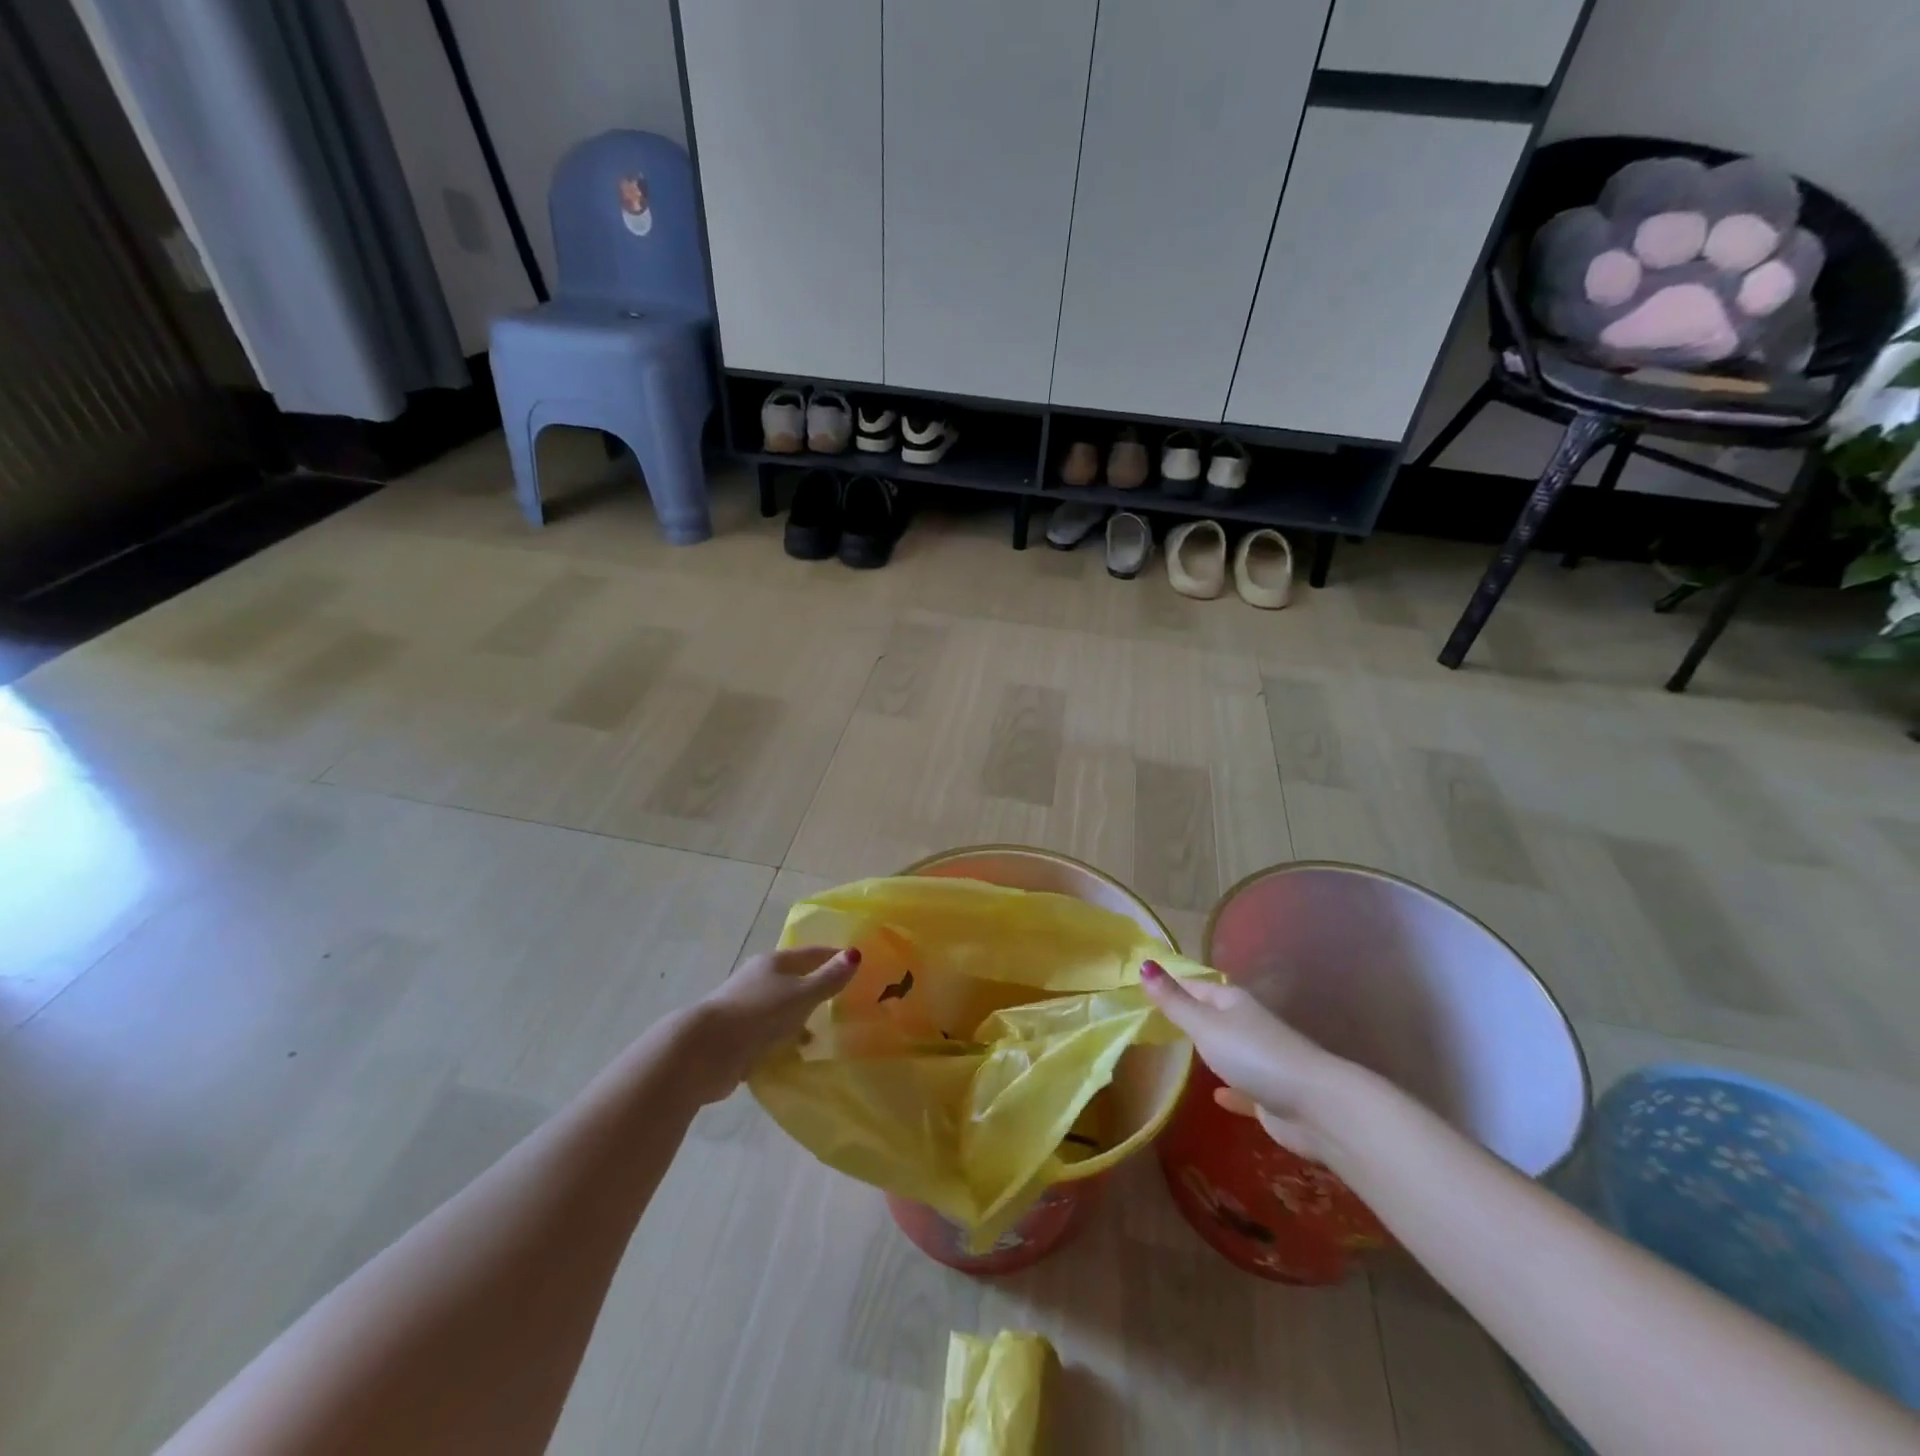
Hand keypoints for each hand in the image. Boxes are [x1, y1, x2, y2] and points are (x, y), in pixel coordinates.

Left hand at [680, 947, 859, 1102]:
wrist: (704, 1051)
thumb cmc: (759, 1014)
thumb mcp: (801, 995)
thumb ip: (828, 978)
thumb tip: (855, 953)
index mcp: (775, 962)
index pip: (812, 953)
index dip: (834, 957)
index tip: (857, 966)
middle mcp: (759, 978)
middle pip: (795, 978)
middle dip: (817, 987)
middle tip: (844, 1001)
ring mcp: (746, 1006)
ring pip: (781, 1006)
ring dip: (800, 1016)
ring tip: (823, 1032)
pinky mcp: (736, 1034)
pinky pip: (769, 1031)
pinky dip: (783, 1037)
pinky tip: (795, 1052)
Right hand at [1140, 959, 1344, 1158]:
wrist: (1315, 1107)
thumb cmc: (1254, 1056)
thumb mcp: (1205, 1025)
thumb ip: (1174, 1001)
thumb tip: (1144, 964)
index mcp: (1232, 1002)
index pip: (1195, 984)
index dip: (1171, 984)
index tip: (1142, 985)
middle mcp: (1247, 1025)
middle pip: (1212, 1015)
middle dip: (1187, 1016)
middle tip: (1152, 1020)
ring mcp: (1261, 1059)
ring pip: (1227, 1050)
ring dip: (1208, 1051)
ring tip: (1177, 1053)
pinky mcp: (1269, 1094)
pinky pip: (1242, 1087)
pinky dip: (1230, 1090)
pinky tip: (1216, 1097)